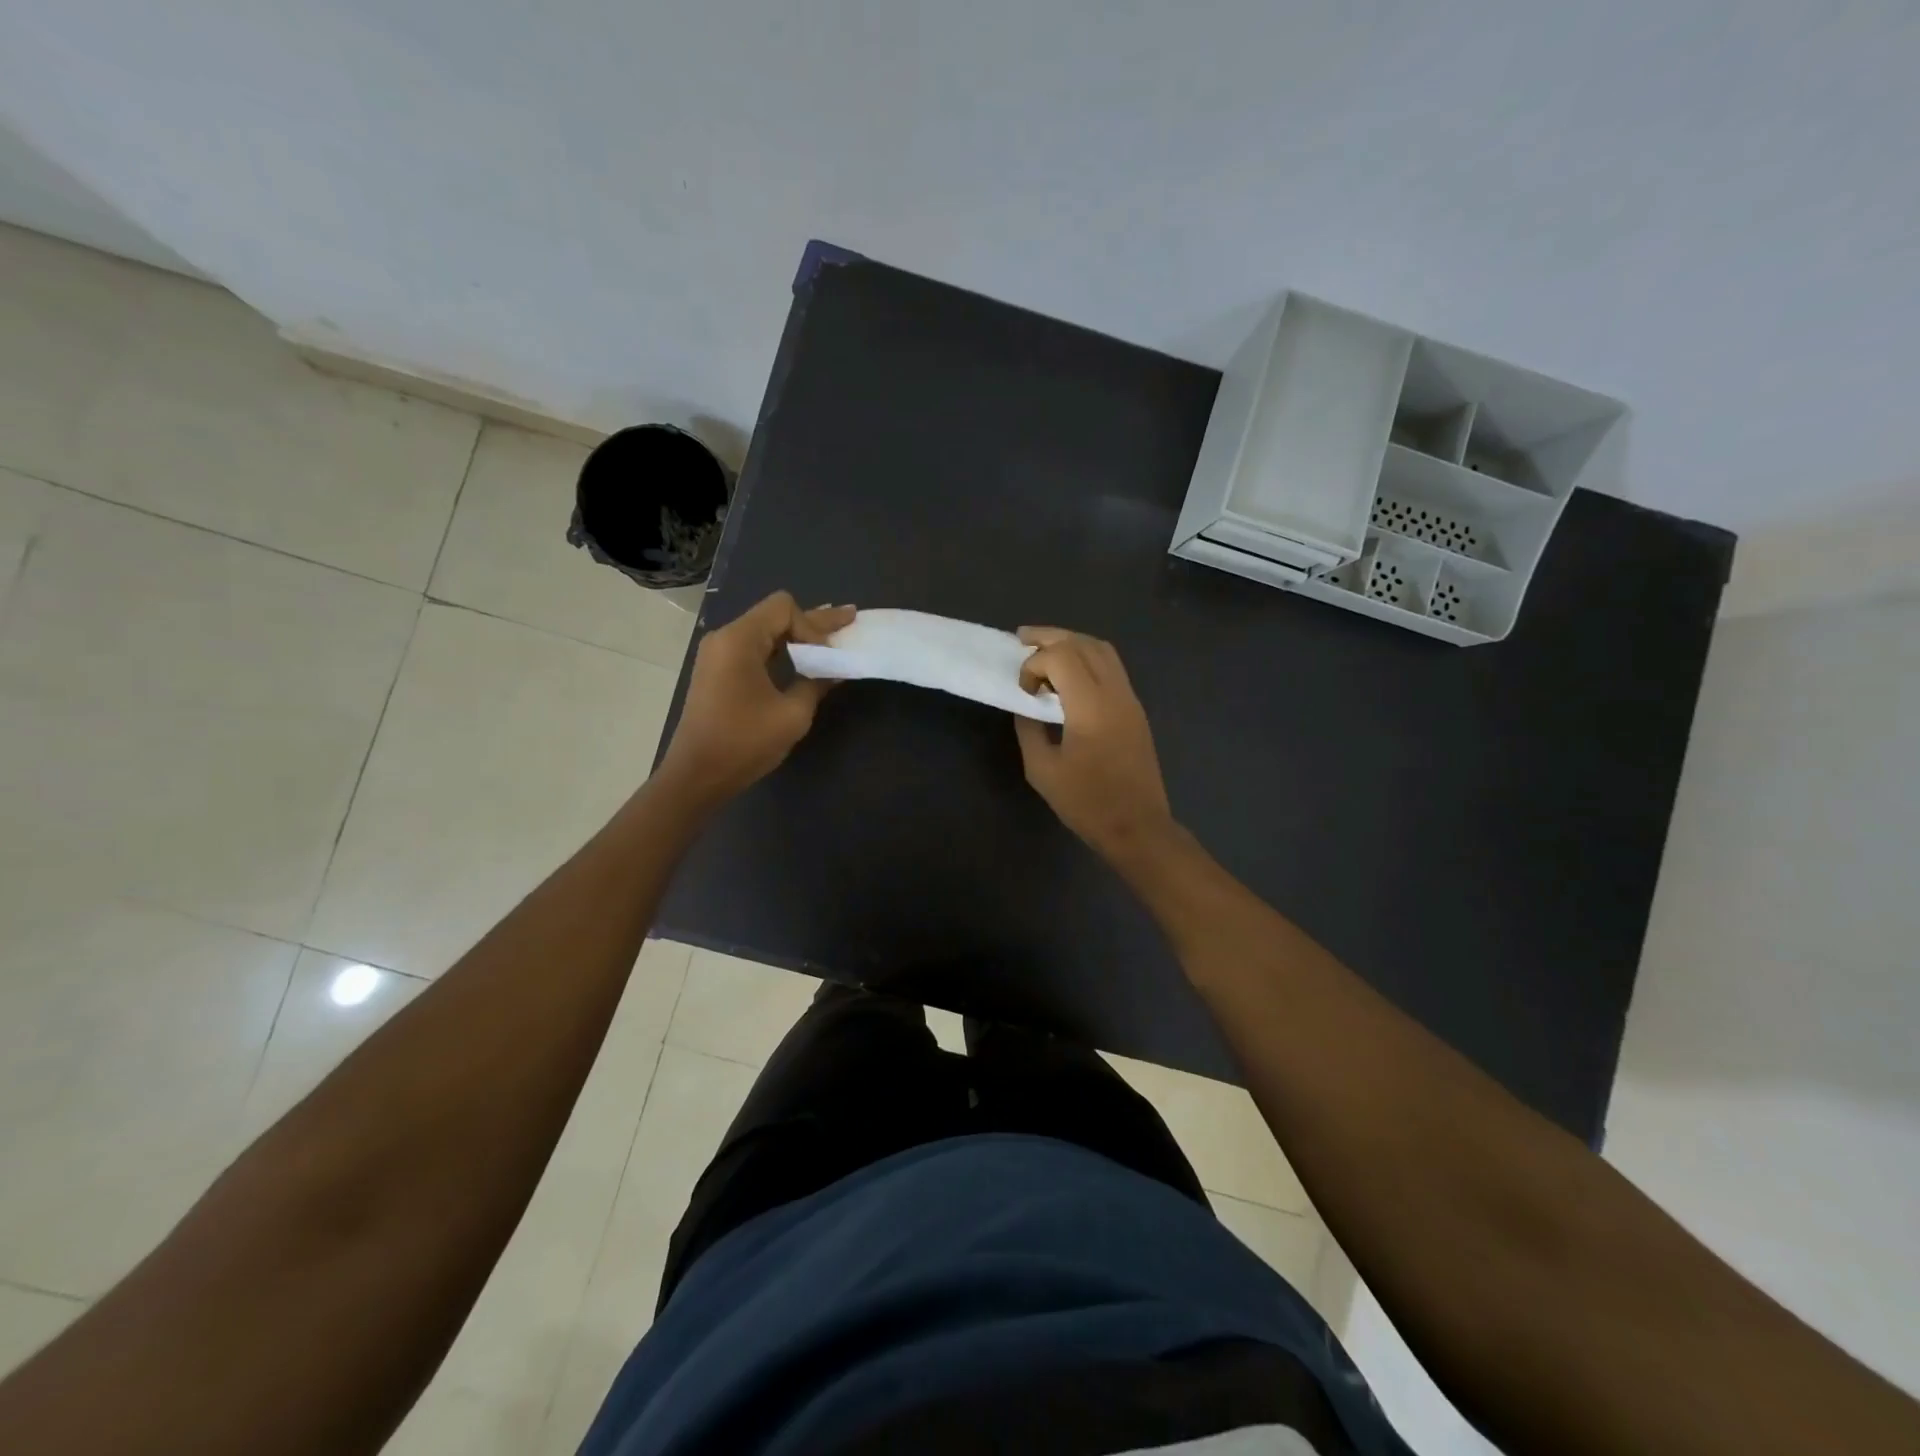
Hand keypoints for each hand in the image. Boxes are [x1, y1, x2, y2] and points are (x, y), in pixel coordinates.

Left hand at [659, 592, 854, 806]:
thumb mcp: (792, 714)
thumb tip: (836, 669)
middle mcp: (725, 638)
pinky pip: (755, 650)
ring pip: (766, 632)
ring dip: (798, 637)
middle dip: (813, 622)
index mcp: (739, 640)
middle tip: (850, 618)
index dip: (812, 627)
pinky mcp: (718, 673)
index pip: (784, 609)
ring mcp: (719, 655)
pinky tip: (804, 658)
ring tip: (831, 639)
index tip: (825, 660)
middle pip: (775, 616)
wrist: (698, 775)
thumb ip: (817, 683)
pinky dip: (782, 651)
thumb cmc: (744, 742)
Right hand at [1014, 627, 1175, 858]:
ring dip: (1072, 644)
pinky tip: (1068, 677)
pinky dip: (1087, 660)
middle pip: (1083, 643)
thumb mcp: (1042, 770)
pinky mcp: (1135, 710)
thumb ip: (1030, 729)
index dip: (1034, 664)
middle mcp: (1115, 693)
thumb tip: (1027, 707)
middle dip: (1050, 637)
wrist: (1137, 826)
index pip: (1061, 657)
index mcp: (1091, 705)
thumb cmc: (1086, 802)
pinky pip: (1112, 668)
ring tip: (1045, 652)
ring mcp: (1130, 699)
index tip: (1023, 691)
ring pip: (1103, 650)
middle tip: (1022, 639)